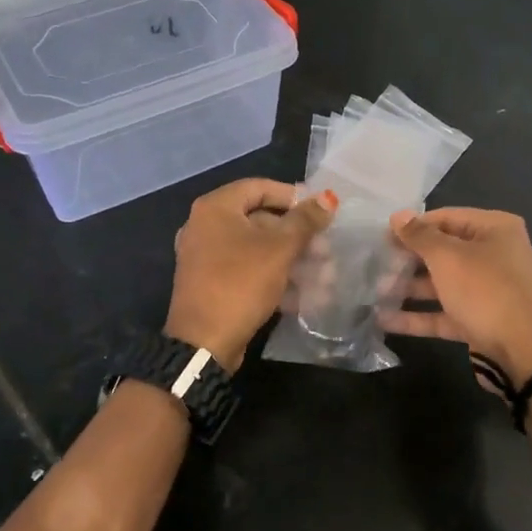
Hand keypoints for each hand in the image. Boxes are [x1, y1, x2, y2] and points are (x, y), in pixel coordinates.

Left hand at [166, 179, 336, 370]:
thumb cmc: (241, 283)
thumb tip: (327, 197)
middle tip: (326, 250)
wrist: (204, 343)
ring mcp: (207, 256)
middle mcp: (206, 226)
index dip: (293, 196)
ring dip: (293, 261)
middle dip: (298, 237)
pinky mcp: (213, 283)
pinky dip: (275, 277)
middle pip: (261, 220)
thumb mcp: (279, 249)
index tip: (321, 211)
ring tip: (324, 276)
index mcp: (215, 208)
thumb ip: (305, 221)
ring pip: (258, 249)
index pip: (260, 187)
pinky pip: (248, 270)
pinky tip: (305, 295)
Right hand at [378, 207, 531, 385]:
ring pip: (443, 283)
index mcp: (496, 229)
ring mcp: (489, 290)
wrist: (524, 352)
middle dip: (408, 260)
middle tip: (376, 265)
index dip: (413, 226)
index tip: (382, 237)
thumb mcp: (448, 258)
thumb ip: (420, 236)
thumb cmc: (485, 291)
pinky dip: (419, 315)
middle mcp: (495, 255)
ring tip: (375, 292)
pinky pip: (446, 311)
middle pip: (444, 251)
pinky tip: (386, 320)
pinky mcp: (481, 320)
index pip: (446, 218)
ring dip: (410, 288)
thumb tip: (398, 216)